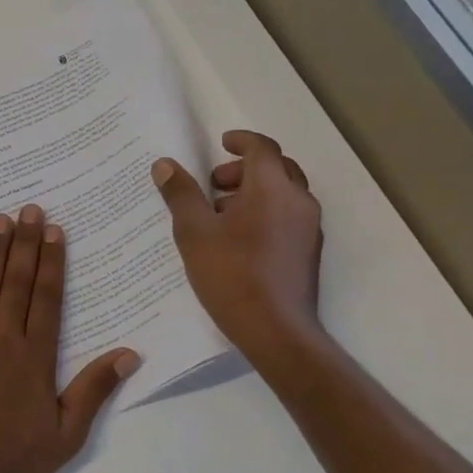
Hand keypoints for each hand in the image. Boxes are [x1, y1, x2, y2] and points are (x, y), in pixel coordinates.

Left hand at [0, 205, 139, 472]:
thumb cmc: (16, 458)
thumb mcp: (67, 434)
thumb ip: (94, 390)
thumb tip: (129, 354)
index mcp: (34, 358)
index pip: (45, 298)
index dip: (50, 261)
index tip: (54, 230)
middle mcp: (1, 341)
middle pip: (15, 283)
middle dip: (23, 243)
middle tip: (28, 208)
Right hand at [152, 129, 324, 362]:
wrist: (276, 331)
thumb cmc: (232, 275)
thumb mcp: (194, 232)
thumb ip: (180, 194)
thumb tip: (165, 165)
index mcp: (272, 188)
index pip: (261, 148)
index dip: (240, 141)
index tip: (220, 144)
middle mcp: (298, 201)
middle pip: (276, 168)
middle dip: (244, 169)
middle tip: (213, 184)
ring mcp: (308, 228)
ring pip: (283, 194)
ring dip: (253, 193)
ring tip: (219, 215)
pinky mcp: (308, 252)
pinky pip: (287, 217)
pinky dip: (264, 213)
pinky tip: (237, 240)